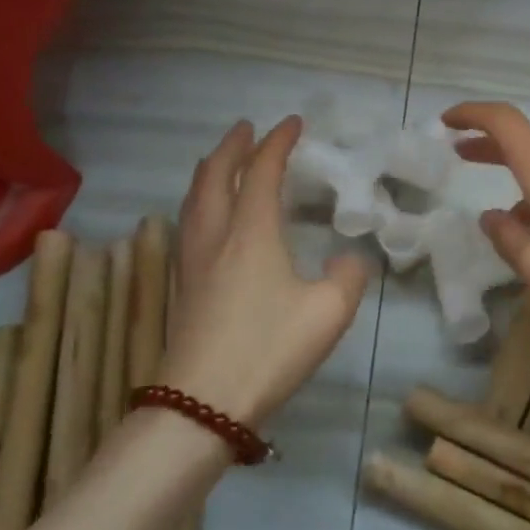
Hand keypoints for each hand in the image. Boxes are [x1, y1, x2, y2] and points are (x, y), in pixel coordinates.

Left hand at [162, 117, 371, 425]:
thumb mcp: (329, 312)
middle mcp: (215, 237)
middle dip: (232, 146)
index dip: (277, 143)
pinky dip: (201, 201)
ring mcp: (191, 262)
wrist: (200, 406)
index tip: (292, 123)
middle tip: (248, 129)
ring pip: (194, 199)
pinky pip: (189, 223)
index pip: (260, 172)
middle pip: (214, 176)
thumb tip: (347, 261)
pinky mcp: (182, 287)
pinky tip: (210, 218)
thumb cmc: (268, 350)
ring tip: (224, 163)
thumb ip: (348, 276)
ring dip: (211, 171)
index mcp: (250, 233)